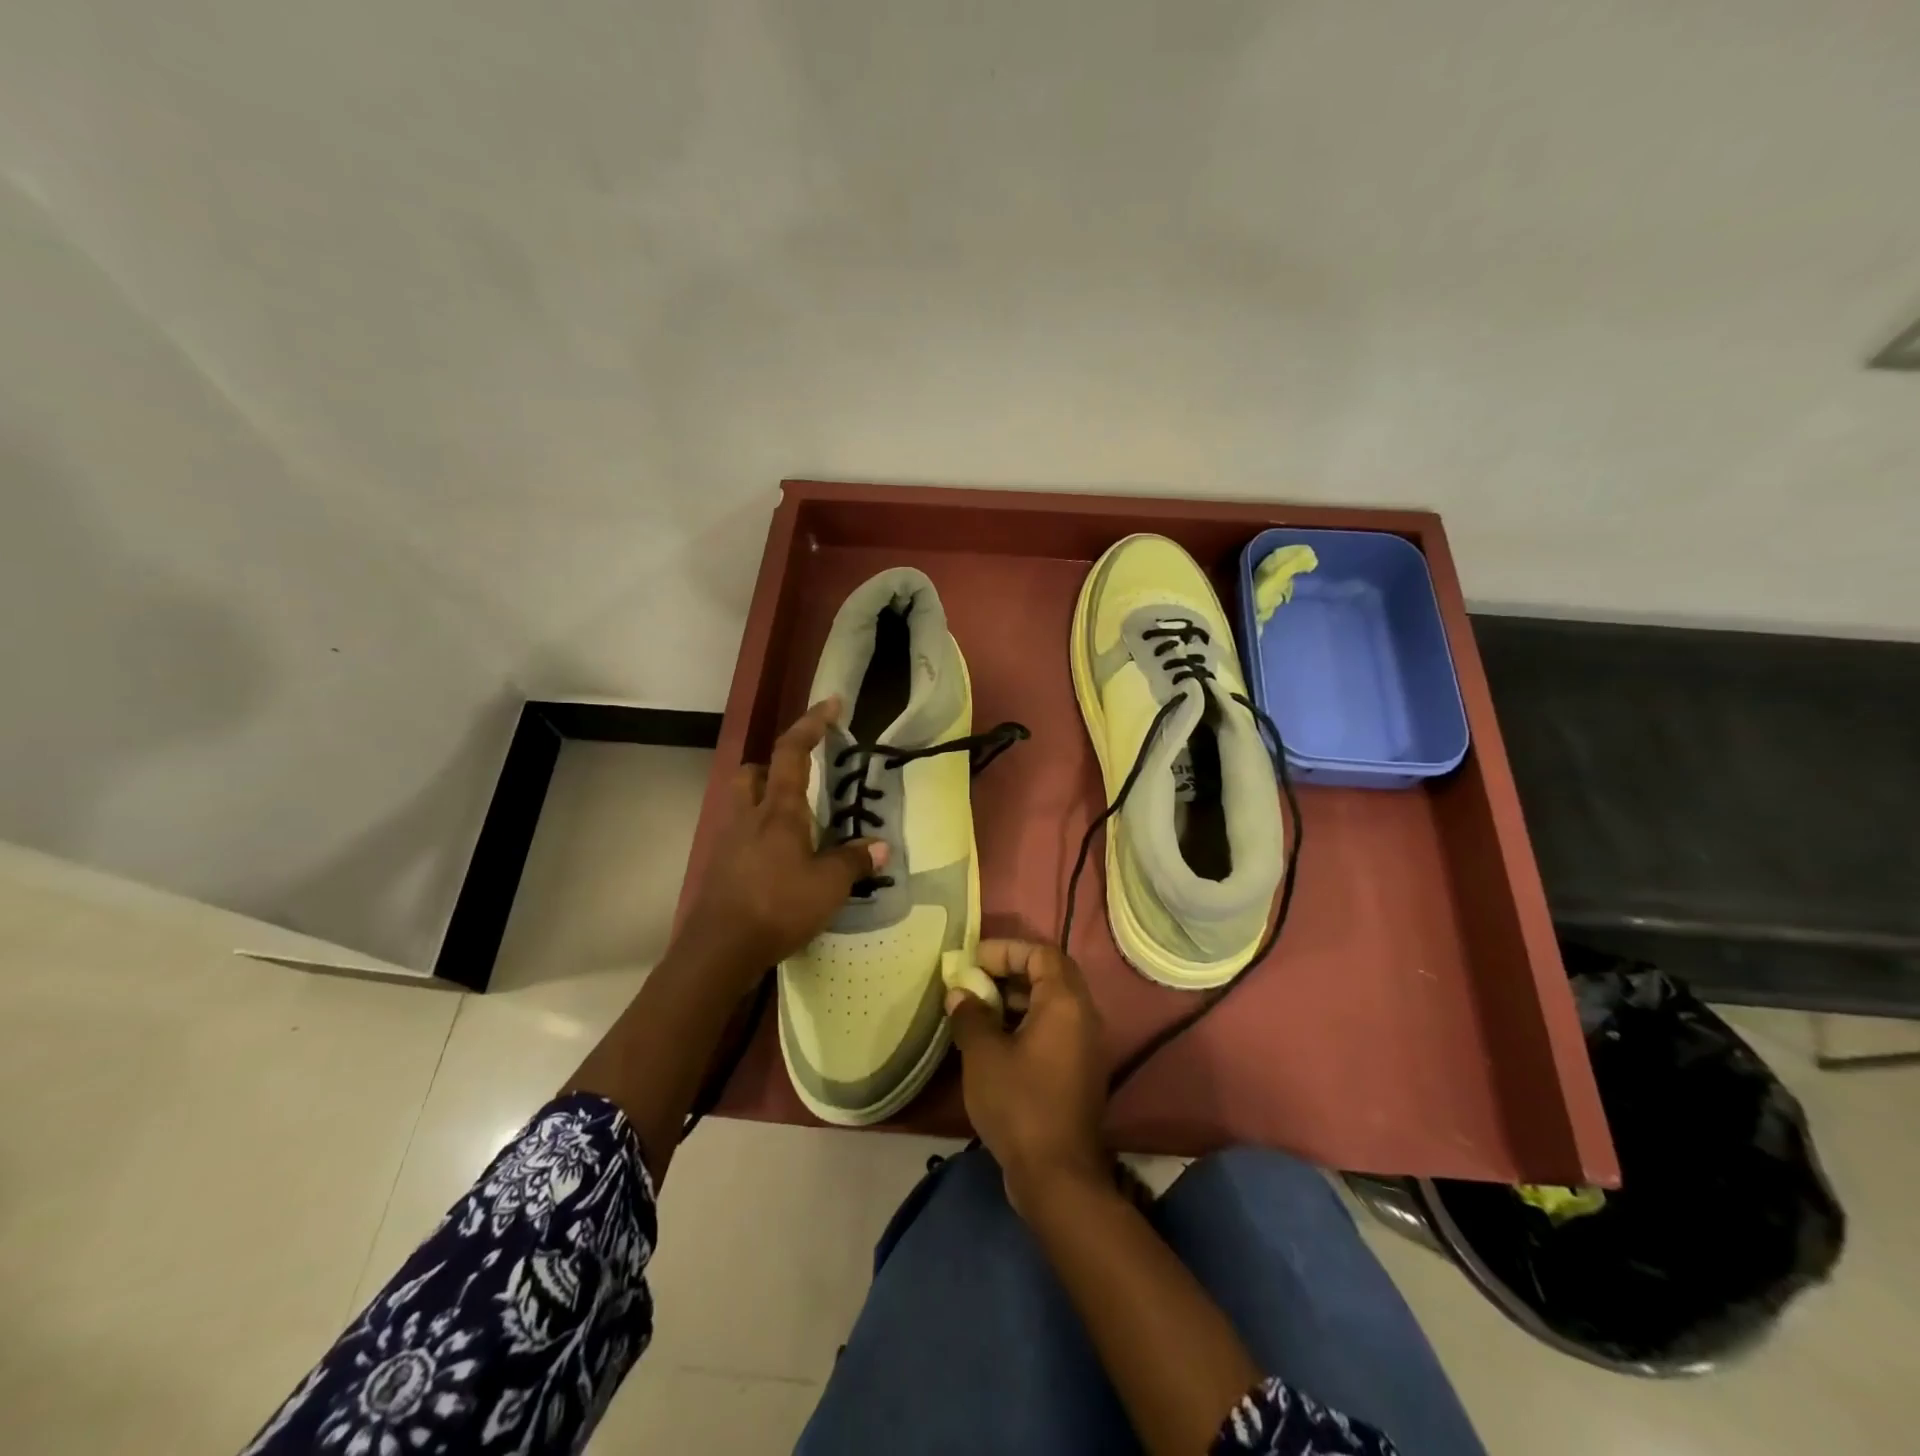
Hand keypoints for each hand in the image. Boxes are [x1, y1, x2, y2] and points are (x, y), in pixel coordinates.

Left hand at [675, 697, 885, 984]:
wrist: (719, 950)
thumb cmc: (777, 907)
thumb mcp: (828, 886)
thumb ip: (854, 862)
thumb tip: (880, 847)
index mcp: (778, 810)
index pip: (792, 751)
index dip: (811, 723)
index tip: (831, 704)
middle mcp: (748, 816)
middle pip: (752, 772)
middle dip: (774, 767)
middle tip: (800, 782)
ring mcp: (728, 841)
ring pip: (742, 803)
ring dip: (764, 801)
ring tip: (794, 825)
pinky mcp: (719, 867)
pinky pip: (740, 835)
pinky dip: (758, 836)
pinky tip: (778, 862)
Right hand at [945, 940, 1108, 1216]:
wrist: (1057, 1175)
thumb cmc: (1019, 1104)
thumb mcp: (983, 1055)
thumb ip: (970, 1016)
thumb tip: (960, 994)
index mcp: (1065, 1002)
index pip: (1041, 953)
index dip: (1006, 950)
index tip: (973, 961)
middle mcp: (1083, 1015)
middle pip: (1050, 973)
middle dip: (1011, 970)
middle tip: (976, 979)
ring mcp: (1086, 1044)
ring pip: (1052, 1002)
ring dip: (1017, 997)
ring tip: (979, 1008)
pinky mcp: (1080, 1069)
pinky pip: (1055, 1027)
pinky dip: (1027, 1021)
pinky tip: (995, 1039)